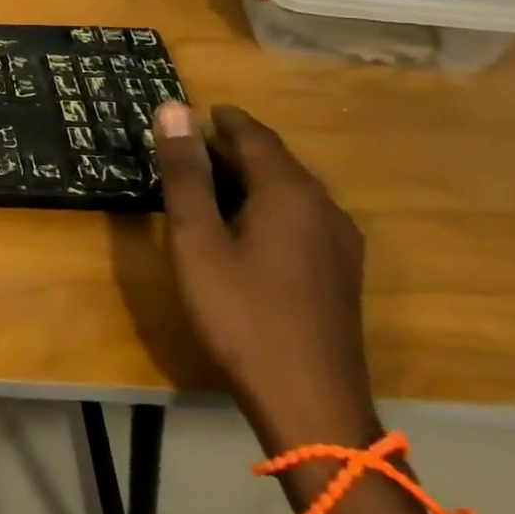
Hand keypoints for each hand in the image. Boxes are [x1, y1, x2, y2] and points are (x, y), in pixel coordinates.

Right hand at [153, 103, 378, 455]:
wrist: (310, 404)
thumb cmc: (240, 313)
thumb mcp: (196, 239)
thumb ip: (185, 173)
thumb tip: (174, 109)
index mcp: (289, 193)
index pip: (254, 136)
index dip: (222, 119)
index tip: (193, 110)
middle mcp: (324, 208)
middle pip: (277, 161)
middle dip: (234, 147)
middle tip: (188, 146)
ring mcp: (340, 243)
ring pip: (291, 190)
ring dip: (251, 176)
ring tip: (208, 181)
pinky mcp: (341, 272)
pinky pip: (302, 216)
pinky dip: (268, 204)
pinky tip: (245, 225)